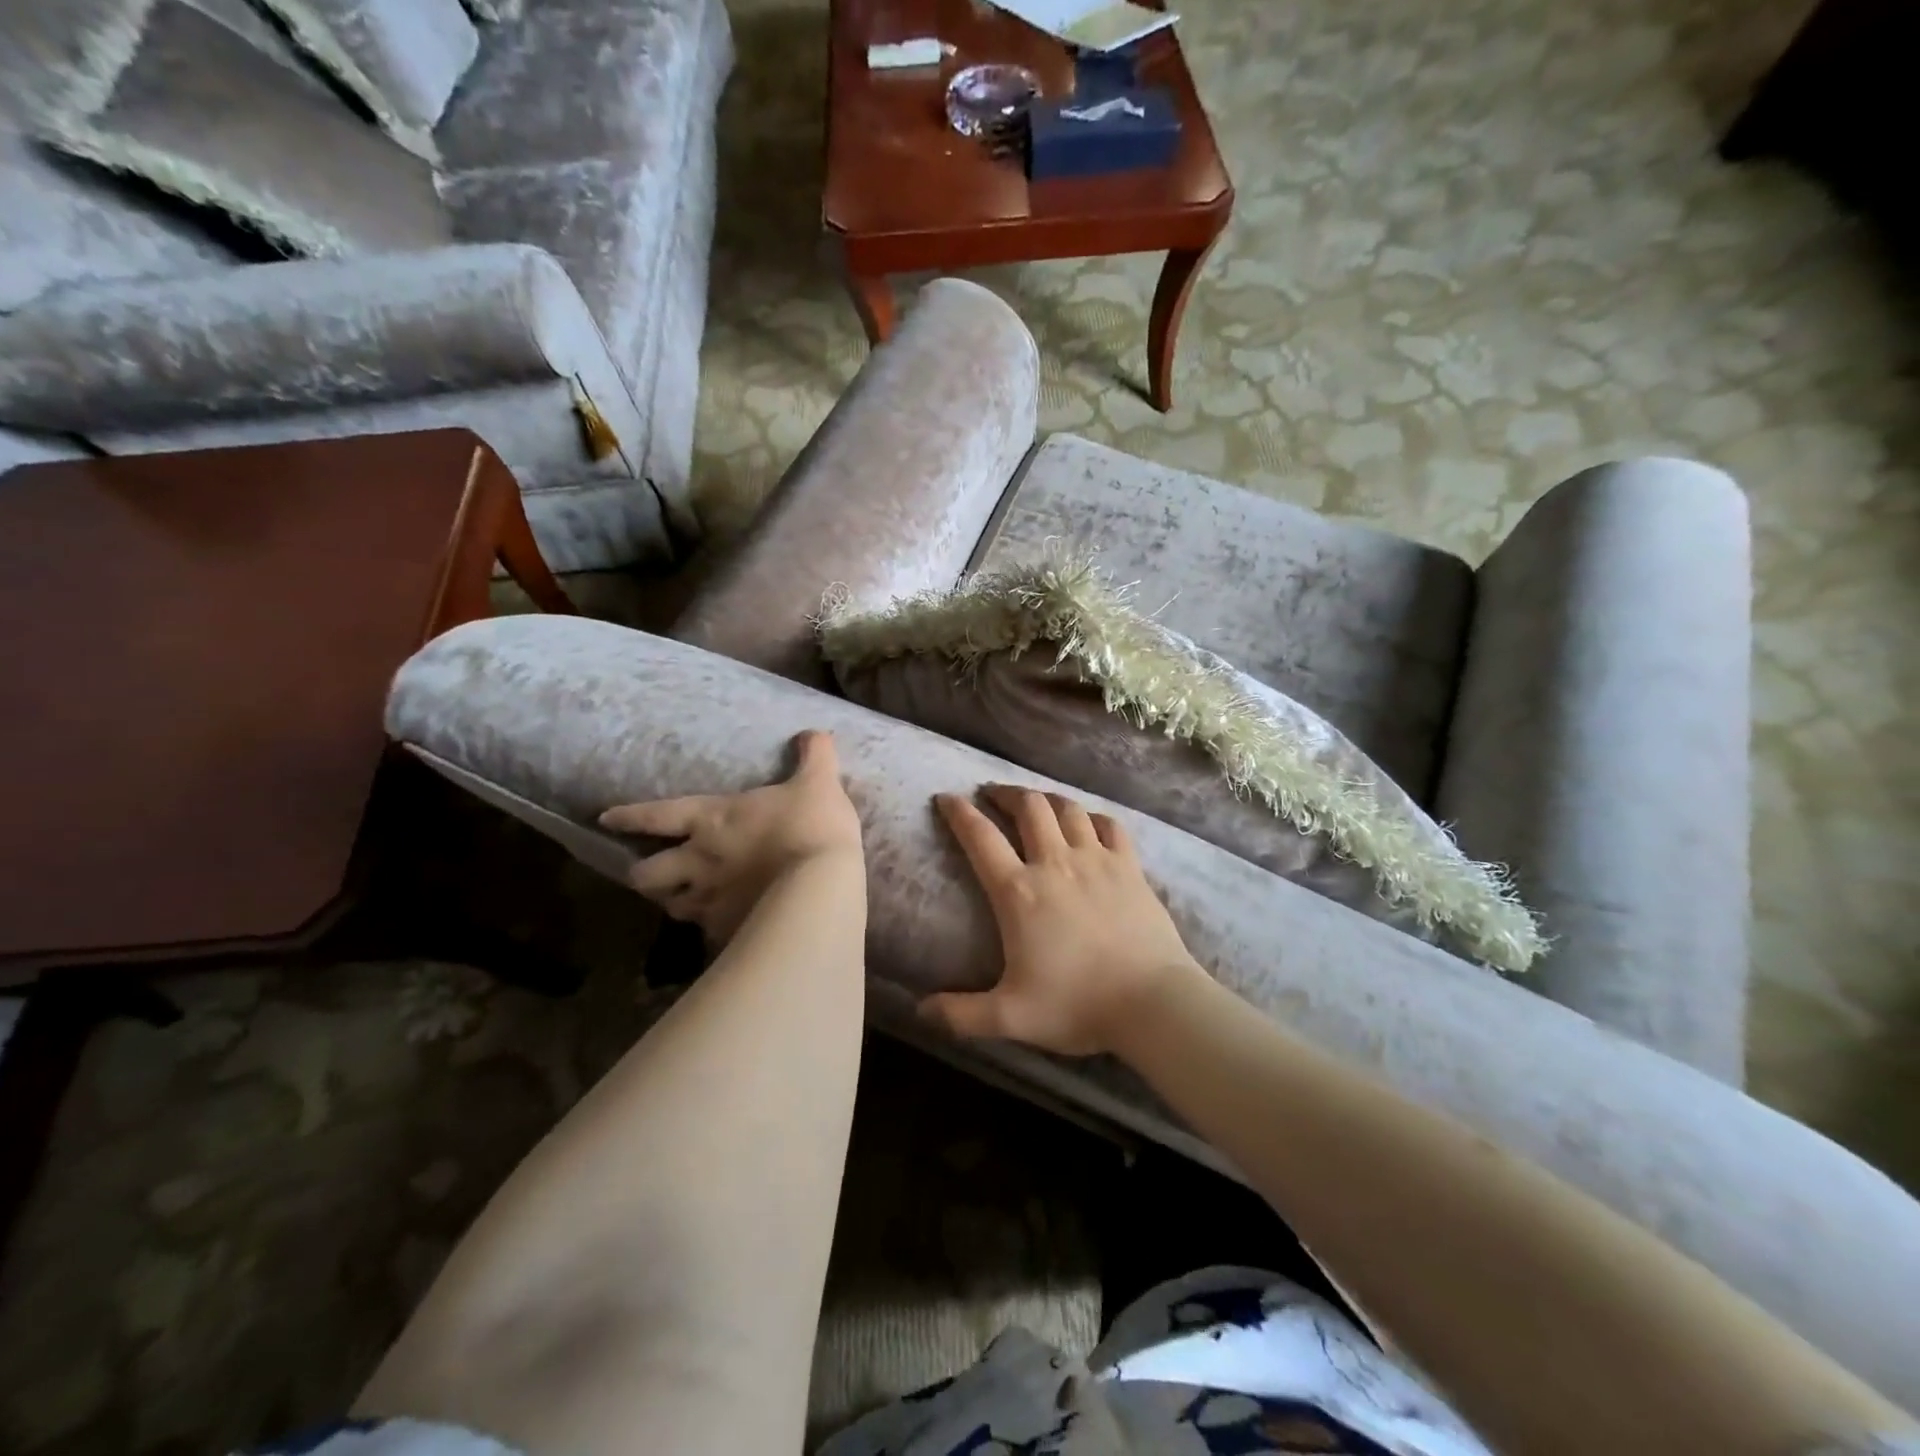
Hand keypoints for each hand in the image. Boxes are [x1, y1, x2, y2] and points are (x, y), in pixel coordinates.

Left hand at [600, 730, 862, 945]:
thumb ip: (814, 754)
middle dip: (643, 874)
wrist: (821, 888)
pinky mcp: (726, 933)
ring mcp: (709, 901)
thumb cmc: (812, 826)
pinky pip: (707, 933)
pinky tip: (725, 928)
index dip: (630, 816)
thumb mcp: (819, 782)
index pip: (658, 815)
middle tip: (652, 873)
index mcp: (712, 819)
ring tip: (684, 902)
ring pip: (672, 907)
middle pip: (647, 874)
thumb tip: (814, 732)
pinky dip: (711, 929)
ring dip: (675, 902)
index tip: (606, 819)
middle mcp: (699, 861)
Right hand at [926, 785, 1204, 1056]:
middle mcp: (1055, 863)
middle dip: (1005, 793)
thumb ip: (960, 1014)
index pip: (980, 838)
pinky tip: (1088, 822)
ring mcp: (1097, 860)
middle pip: (1028, 807)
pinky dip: (1093, 817)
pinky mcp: (1130, 867)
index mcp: (1019, 892)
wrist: (1152, 1003)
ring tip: (1035, 802)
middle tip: (992, 794)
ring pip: (1068, 808)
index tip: (947, 797)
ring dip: (1046, 798)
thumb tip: (918, 1011)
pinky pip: (1110, 825)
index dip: (959, 813)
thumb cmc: (1077, 1005)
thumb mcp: (1010, 1017)